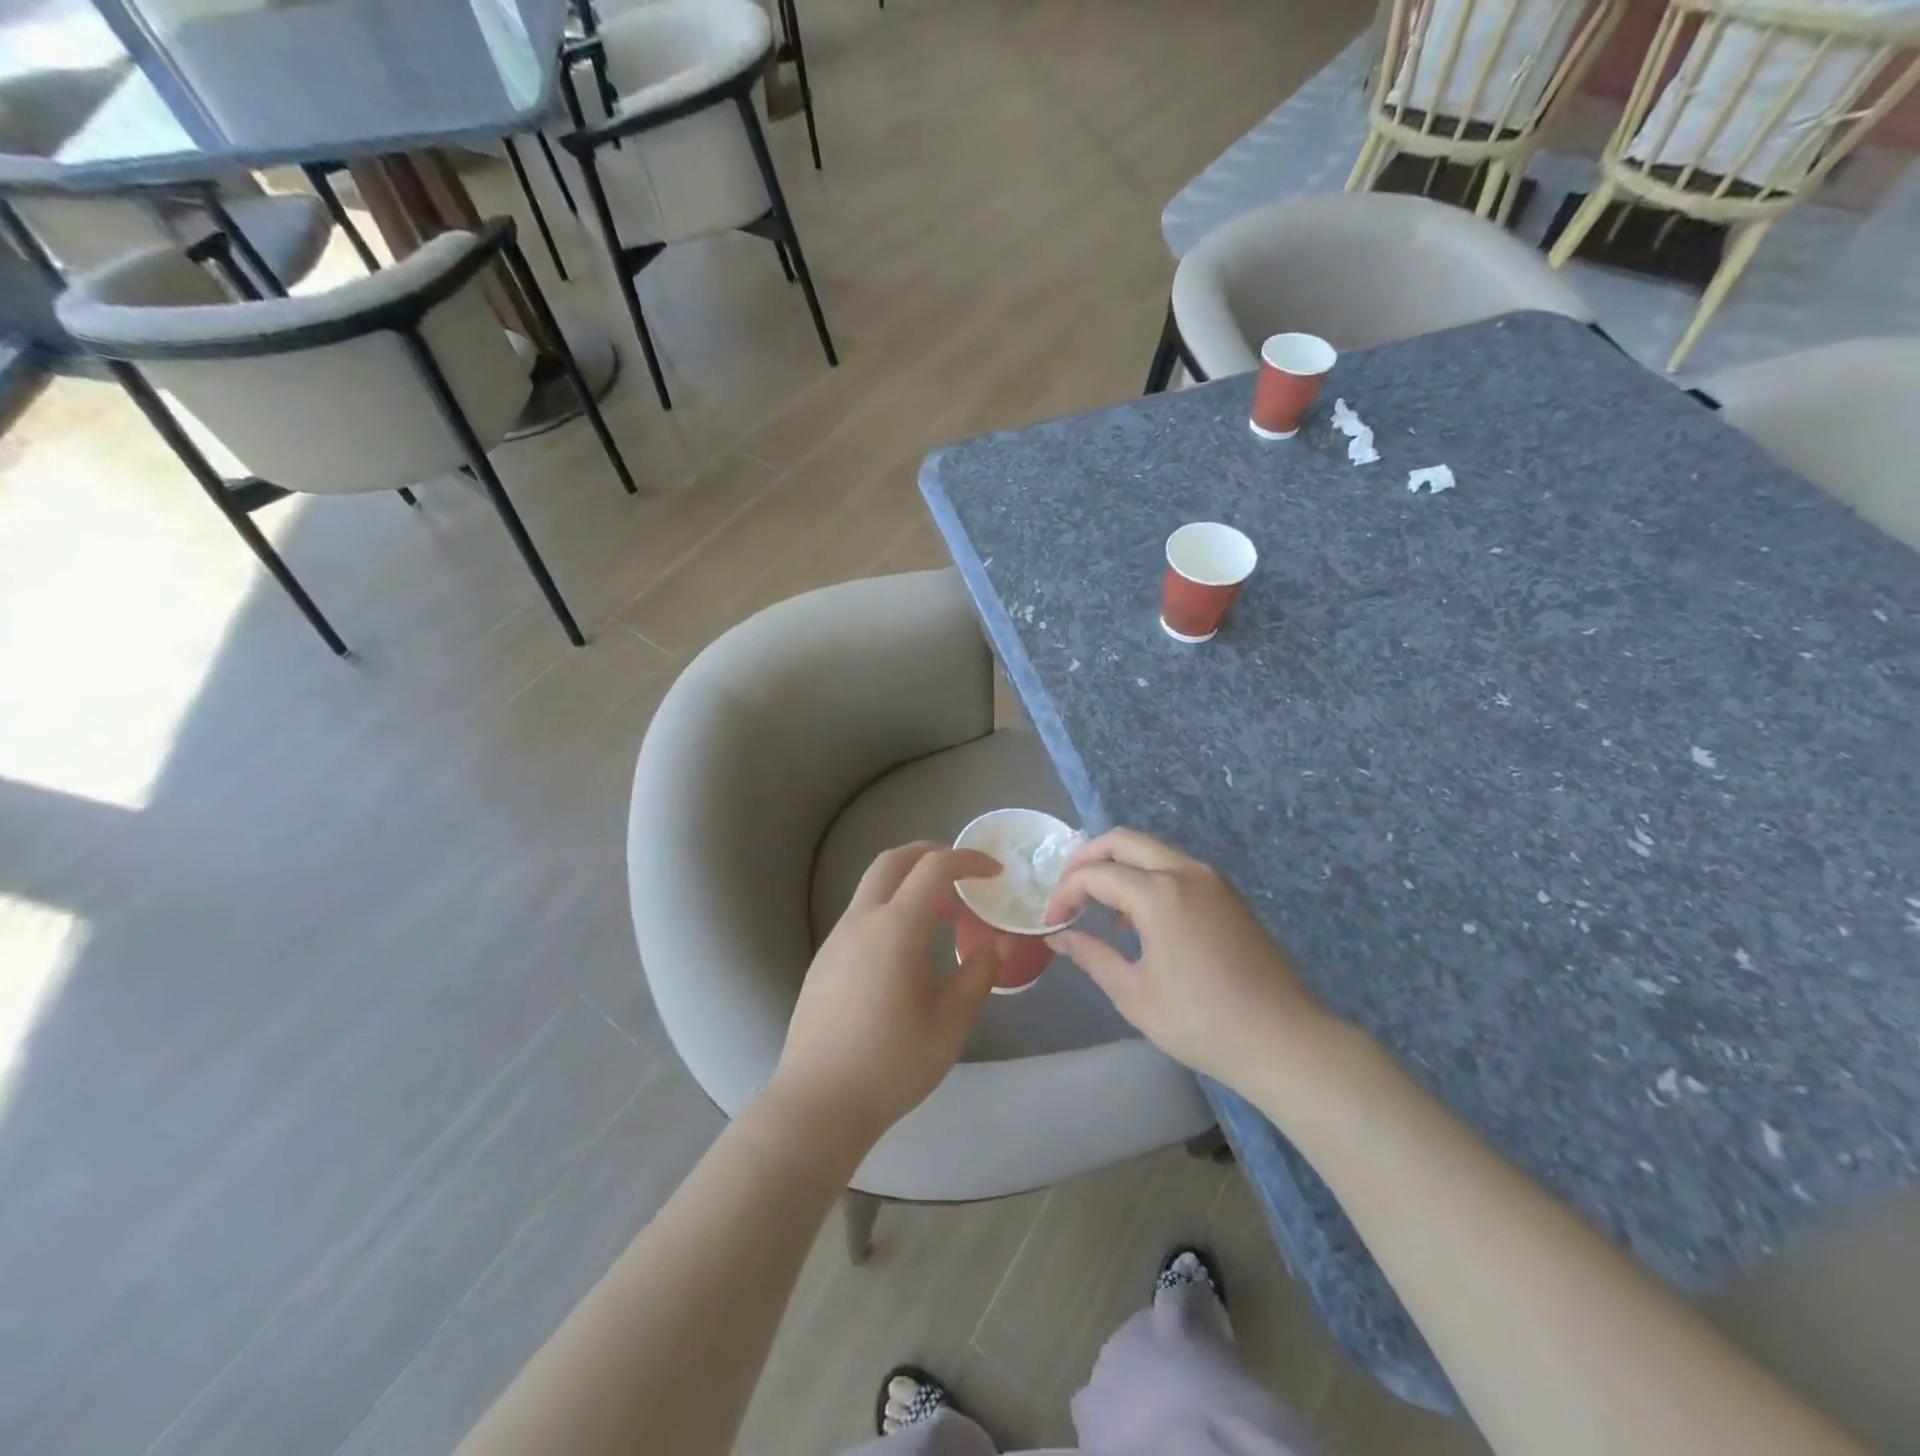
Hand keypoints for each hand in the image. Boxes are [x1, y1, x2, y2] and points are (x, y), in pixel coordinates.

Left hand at [767, 843, 1001, 1150]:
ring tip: (942, 914)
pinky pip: (861, 915)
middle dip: (930, 853)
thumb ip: (978, 976)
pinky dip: (890, 909)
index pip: (934, 868)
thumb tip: (995, 944)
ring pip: (873, 887)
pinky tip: (907, 949)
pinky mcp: (824, 960)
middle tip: (962, 872)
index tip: (994, 872)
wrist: (817, 1104)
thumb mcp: (950, 1024)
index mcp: (895, 929)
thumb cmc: (891, 1065)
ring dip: (909, 884)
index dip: (968, 860)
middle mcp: (861, 921)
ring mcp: (836, 939)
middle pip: (893, 861)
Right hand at [1043, 829, 1330, 1089]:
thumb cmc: (1201, 1022)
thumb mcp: (1134, 994)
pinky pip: (1177, 868)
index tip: (1052, 922)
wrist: (1283, 1040)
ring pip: (1153, 850)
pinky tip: (1140, 918)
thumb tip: (1060, 937)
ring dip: (1119, 866)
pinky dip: (1148, 876)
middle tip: (1067, 890)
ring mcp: (1213, 880)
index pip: (1096, 875)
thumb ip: (1092, 955)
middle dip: (1087, 859)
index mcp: (1159, 894)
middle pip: (1124, 841)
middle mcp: (1186, 872)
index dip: (1066, 893)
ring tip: (1099, 905)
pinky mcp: (1229, 895)